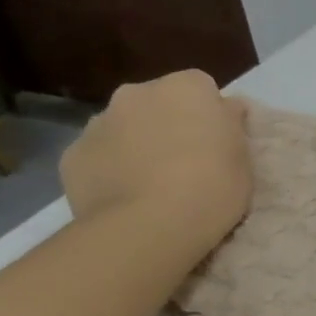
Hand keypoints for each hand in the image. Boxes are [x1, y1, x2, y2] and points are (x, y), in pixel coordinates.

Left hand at [60, 70, 251, 249]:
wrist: (149, 227)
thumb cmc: (212, 188)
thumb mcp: (243, 158)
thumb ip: (231, 126)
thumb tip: (227, 109)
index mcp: (186, 88)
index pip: (202, 88)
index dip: (210, 115)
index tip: (217, 143)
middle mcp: (137, 93)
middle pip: (157, 103)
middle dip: (168, 124)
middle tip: (185, 163)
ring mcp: (99, 122)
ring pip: (124, 127)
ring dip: (137, 145)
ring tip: (152, 185)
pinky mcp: (72, 155)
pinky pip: (99, 156)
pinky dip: (111, 169)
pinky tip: (125, 198)